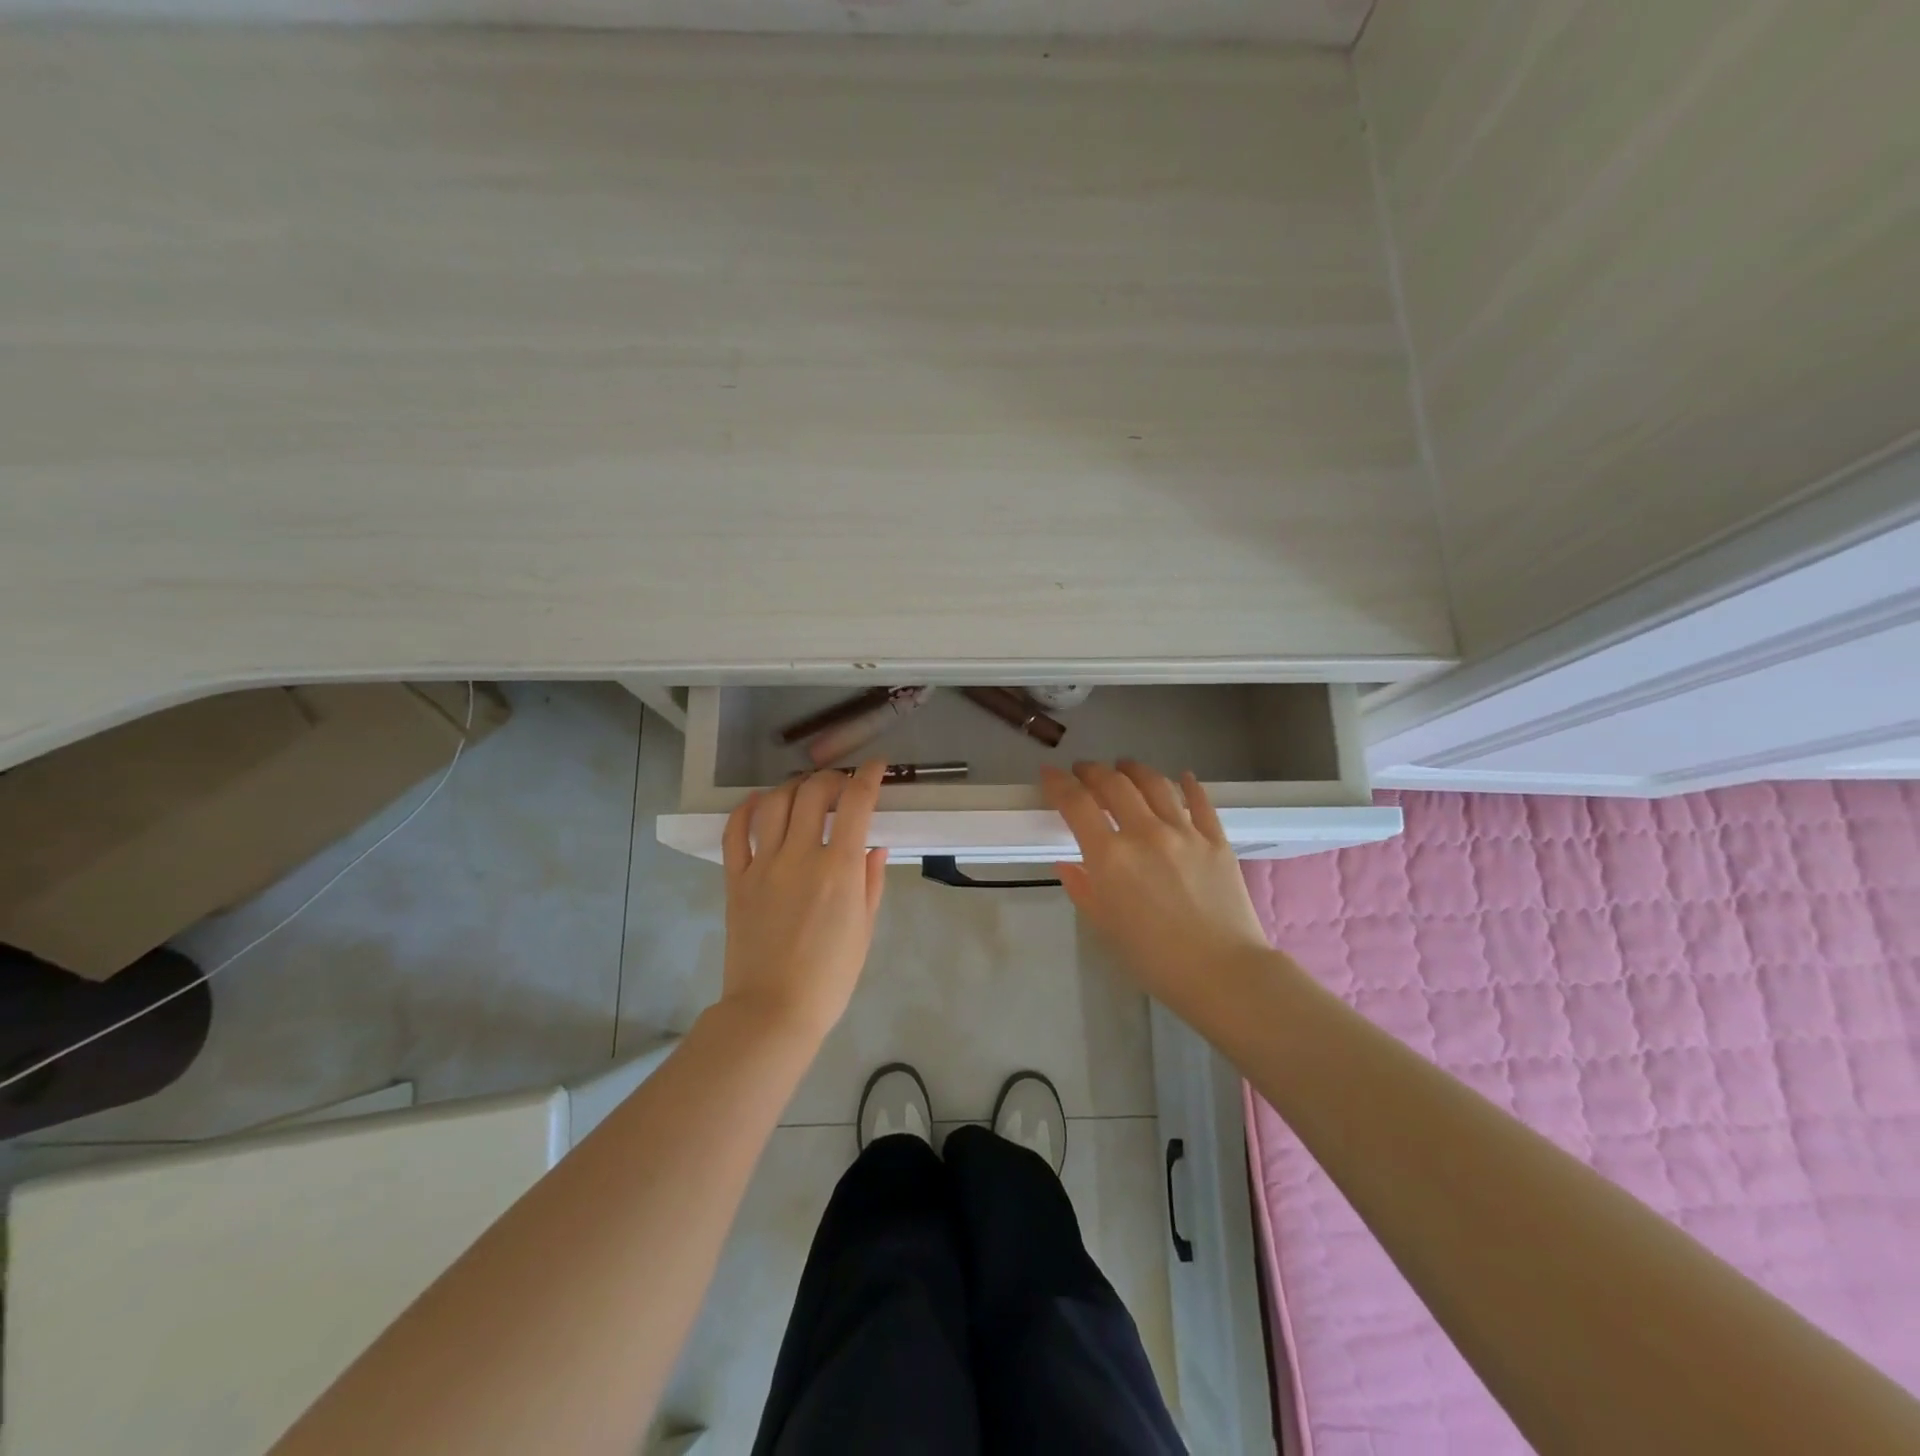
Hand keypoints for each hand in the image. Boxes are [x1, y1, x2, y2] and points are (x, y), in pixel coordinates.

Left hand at [720, 759, 889, 1044]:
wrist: (773, 1010)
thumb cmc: (830, 977)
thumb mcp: (864, 929)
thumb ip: (871, 881)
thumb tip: (874, 845)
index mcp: (838, 869)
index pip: (856, 803)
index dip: (868, 776)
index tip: (876, 767)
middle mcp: (800, 856)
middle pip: (813, 793)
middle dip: (832, 777)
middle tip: (841, 784)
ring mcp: (763, 866)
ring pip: (774, 803)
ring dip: (793, 786)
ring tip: (805, 790)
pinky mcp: (736, 880)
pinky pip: (734, 833)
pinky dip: (745, 809)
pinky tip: (759, 801)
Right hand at [1043, 760, 1270, 1021]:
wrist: (1223, 973)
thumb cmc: (1153, 958)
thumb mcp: (1105, 926)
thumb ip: (1083, 888)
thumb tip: (1067, 864)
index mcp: (1110, 856)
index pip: (1077, 804)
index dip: (1058, 783)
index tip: (1049, 774)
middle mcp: (1145, 833)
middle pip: (1114, 784)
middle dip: (1092, 771)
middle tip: (1083, 771)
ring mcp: (1184, 832)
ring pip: (1155, 783)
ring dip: (1133, 769)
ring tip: (1124, 767)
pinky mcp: (1216, 839)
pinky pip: (1200, 801)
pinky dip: (1188, 784)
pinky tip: (1181, 777)